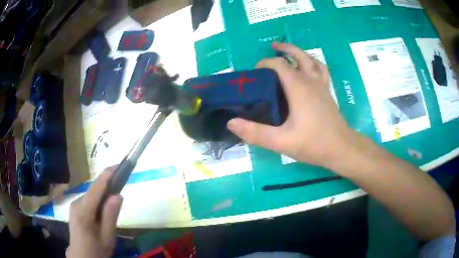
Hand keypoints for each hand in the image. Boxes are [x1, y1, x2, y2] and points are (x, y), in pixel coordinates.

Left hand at [67, 167, 122, 257]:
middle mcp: (76, 203)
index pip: (96, 189)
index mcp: (83, 212)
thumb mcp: (107, 238)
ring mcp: (74, 205)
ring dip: (103, 194)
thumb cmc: (96, 250)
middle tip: (122, 185)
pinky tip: (104, 208)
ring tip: (115, 199)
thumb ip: (110, 216)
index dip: (106, 176)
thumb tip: (118, 195)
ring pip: (91, 195)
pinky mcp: (75, 208)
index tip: (118, 165)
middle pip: (93, 191)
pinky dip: (98, 200)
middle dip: (107, 186)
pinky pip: (88, 200)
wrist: (81, 256)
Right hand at [227, 42, 355, 169]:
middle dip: (285, 49)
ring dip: (300, 53)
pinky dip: (314, 63)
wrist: (341, 149)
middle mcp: (311, 82)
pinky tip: (309, 68)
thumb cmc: (314, 144)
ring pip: (312, 60)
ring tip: (290, 53)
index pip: (279, 65)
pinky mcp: (327, 92)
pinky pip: (321, 70)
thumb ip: (256, 133)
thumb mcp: (282, 142)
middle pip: (299, 55)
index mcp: (299, 88)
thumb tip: (231, 123)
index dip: (265, 63)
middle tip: (273, 46)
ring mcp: (322, 86)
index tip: (255, 73)